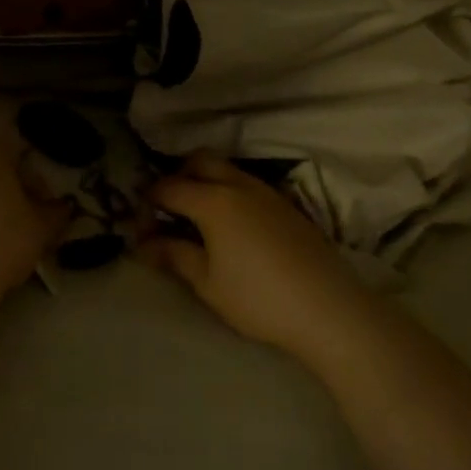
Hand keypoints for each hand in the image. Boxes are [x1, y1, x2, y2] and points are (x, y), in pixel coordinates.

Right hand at [139, 151, 356, 363]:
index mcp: (212, 200)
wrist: (329, 308)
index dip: (147, 204)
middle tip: (170, 210)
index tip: (141, 228)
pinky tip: (233, 227)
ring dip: (206, 183)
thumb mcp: (207, 282)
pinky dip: (230, 193)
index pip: (167, 187)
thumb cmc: (258, 297)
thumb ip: (173, 255)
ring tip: (199, 219)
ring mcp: (267, 192)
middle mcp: (238, 185)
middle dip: (177, 177)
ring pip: (227, 170)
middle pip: (199, 161)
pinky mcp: (287, 206)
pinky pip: (248, 185)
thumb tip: (144, 245)